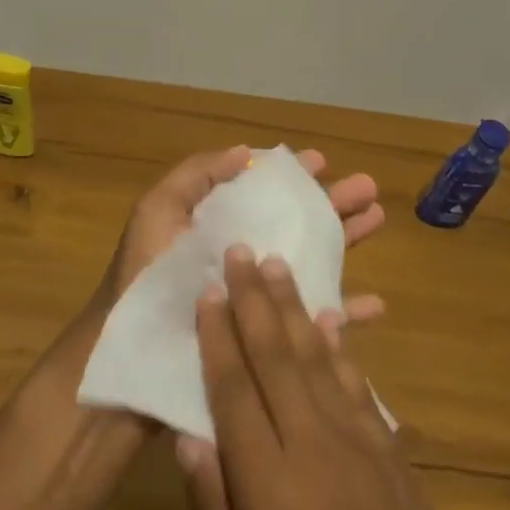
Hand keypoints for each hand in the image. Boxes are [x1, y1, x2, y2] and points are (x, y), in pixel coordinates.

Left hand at [95, 145, 387, 326]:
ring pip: (314, 263)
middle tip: (369, 187)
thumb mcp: (158, 212)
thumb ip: (197, 176)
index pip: (265, 194)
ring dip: (347, 241)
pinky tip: (375, 305)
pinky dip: (345, 314)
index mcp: (220, 227)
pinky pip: (314, 326)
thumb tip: (246, 152)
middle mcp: (244, 258)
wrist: (131, 357)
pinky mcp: (270, 341)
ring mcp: (259, 299)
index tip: (322, 161)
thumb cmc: (144, 278)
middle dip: (333, 203)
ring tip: (378, 220)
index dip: (293, 176)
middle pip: (298, 224)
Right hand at [177, 248, 509, 509]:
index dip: (217, 337)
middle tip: (240, 250)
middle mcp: (313, 447)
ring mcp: (359, 444)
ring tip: (278, 265)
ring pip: (317, 358)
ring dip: (293, 307)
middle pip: (275, 357)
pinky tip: (330, 321)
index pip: (233, 392)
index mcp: (269, 486)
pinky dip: (339, 346)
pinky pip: (357, 384)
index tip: (206, 292)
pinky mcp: (391, 454)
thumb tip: (189, 437)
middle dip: (254, 299)